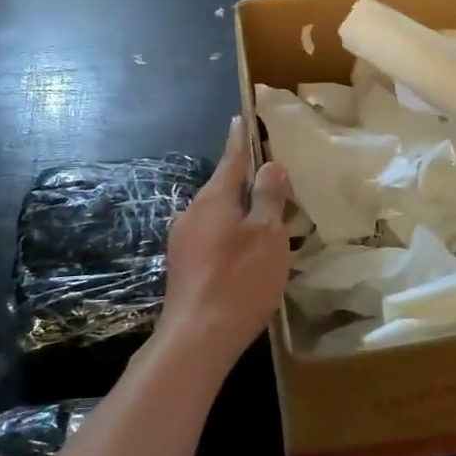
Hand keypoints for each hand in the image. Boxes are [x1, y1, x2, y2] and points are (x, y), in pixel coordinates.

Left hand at [159, 118, 293, 363]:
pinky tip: (246, 251)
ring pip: (217, 214)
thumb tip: (271, 165)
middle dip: (245, 180)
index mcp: (213, 199)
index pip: (231, 158)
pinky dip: (231, 234)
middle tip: (271, 175)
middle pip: (223, 187)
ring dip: (239, 211)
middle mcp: (193, 213)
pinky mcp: (183, 267)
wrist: (196, 339)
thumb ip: (268, 197)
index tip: (242, 116)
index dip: (241, 138)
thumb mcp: (267, 235)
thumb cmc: (239, 280)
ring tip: (265, 216)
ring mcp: (183, 241)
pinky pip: (212, 236)